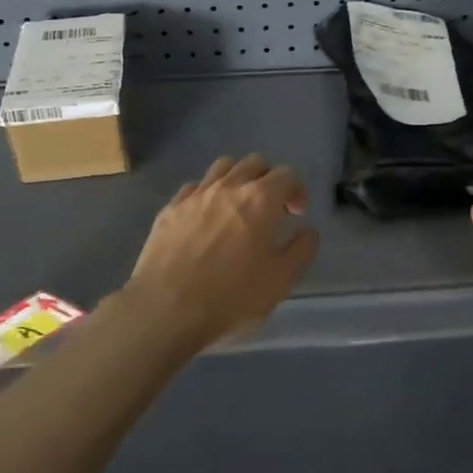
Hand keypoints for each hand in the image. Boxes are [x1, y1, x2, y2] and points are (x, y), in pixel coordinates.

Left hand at [124, 154, 319, 343]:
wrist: (165, 309)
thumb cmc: (230, 297)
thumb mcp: (280, 282)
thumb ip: (301, 251)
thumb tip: (308, 231)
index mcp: (260, 200)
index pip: (286, 175)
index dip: (296, 190)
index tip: (296, 213)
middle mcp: (228, 186)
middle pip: (254, 163)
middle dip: (268, 179)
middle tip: (270, 209)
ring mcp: (195, 195)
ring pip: (222, 167)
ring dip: (237, 179)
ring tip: (238, 207)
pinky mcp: (170, 209)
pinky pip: (193, 188)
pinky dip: (206, 195)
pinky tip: (205, 218)